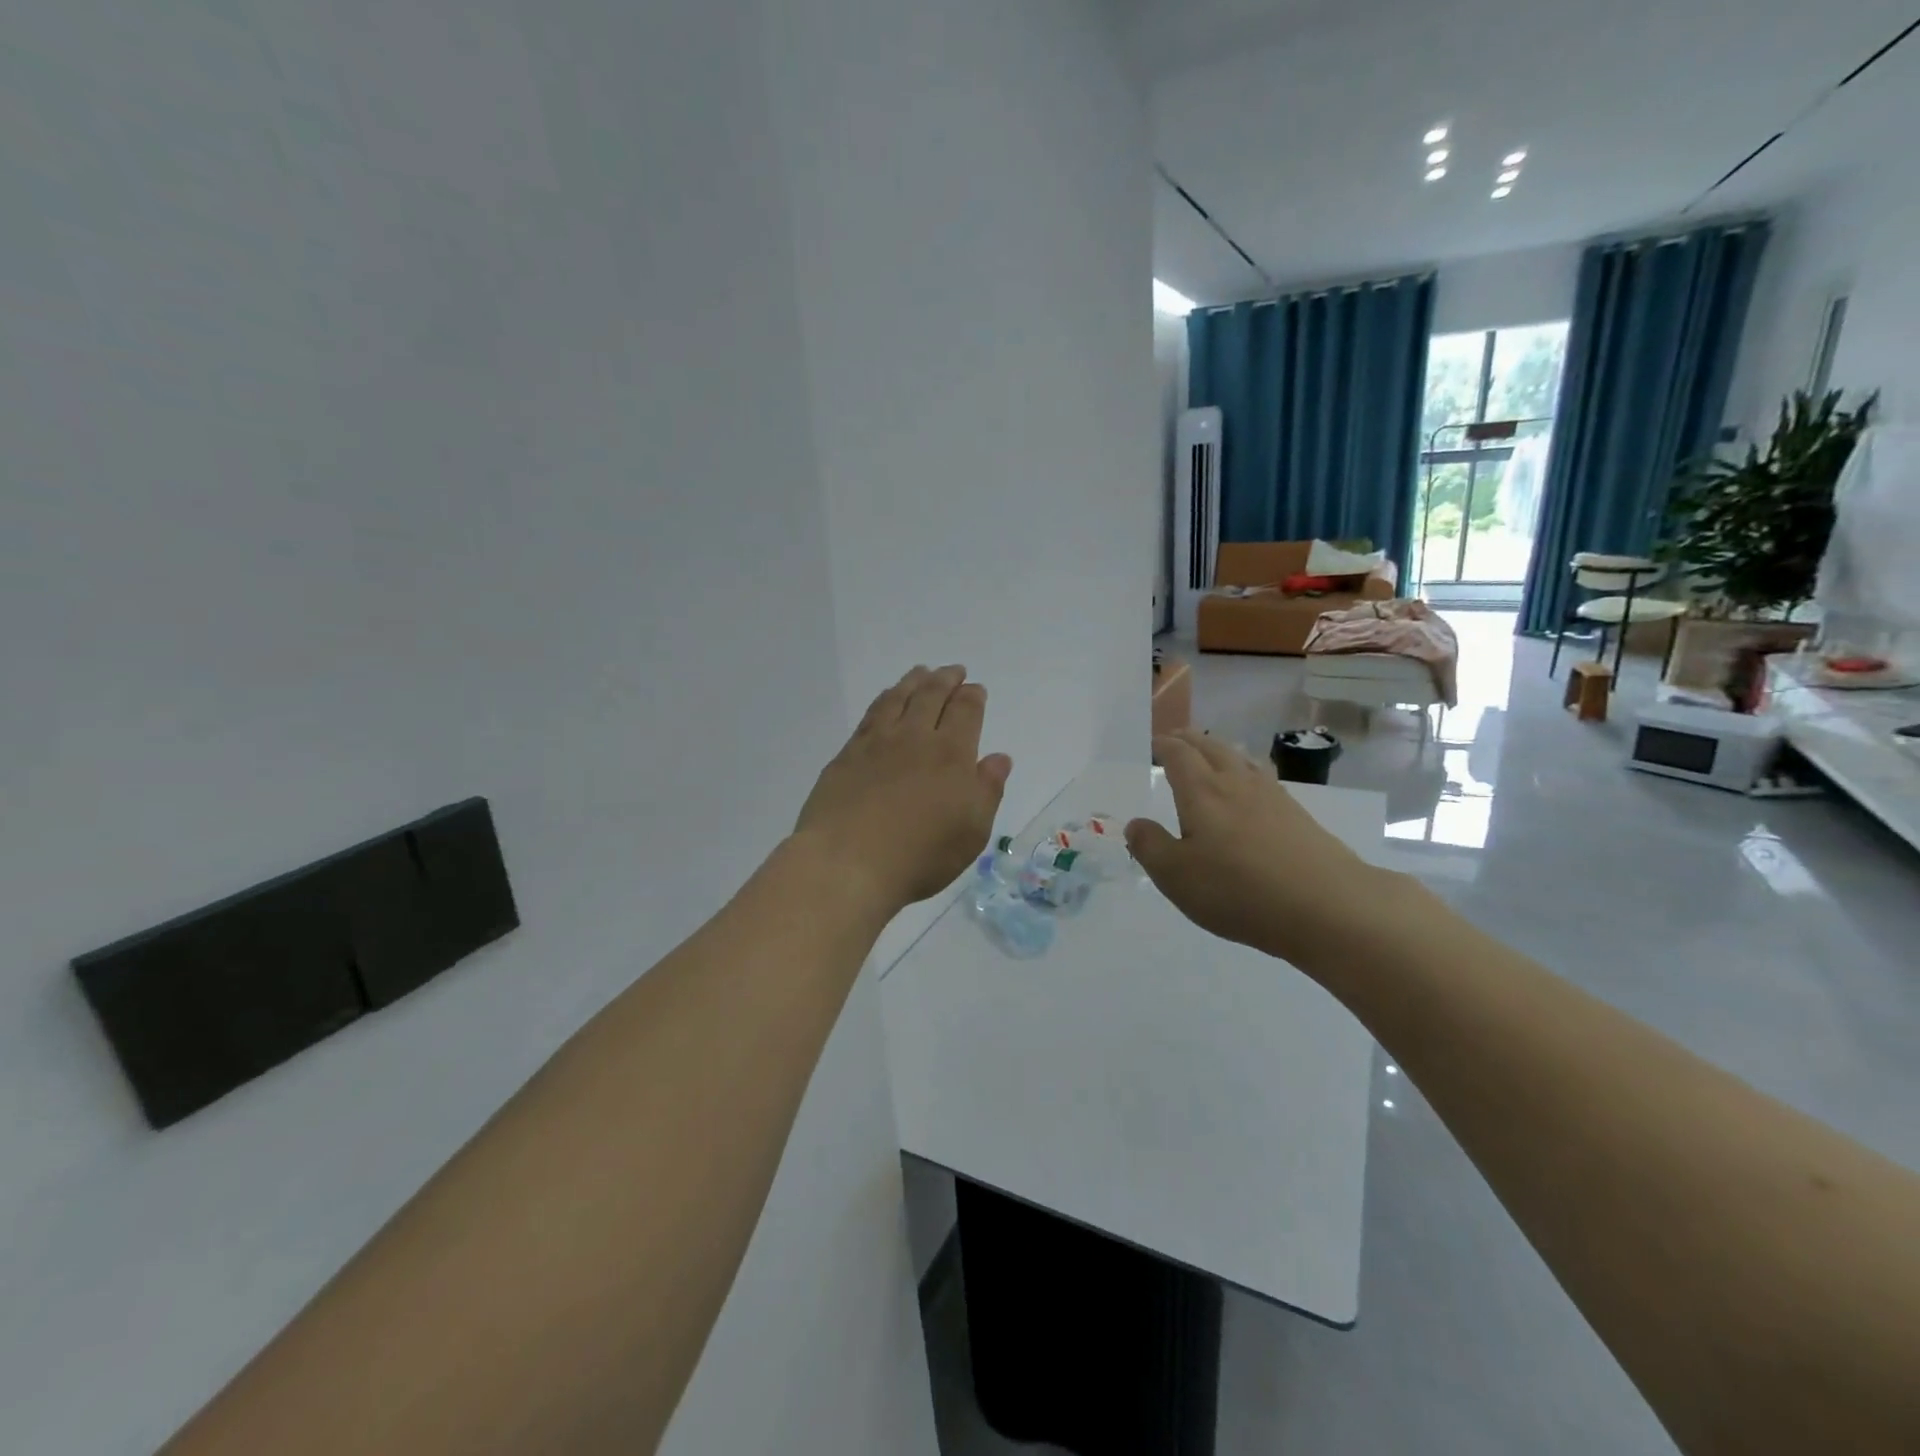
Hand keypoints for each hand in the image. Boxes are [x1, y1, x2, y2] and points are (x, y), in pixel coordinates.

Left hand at [793, 665, 1012, 914]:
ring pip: (898, 698)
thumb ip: (987, 789)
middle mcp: (914, 738)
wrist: (848, 863)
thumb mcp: (971, 831)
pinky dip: (884, 699)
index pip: (965, 711)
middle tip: (953, 671)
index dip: (972, 697)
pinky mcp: (847, 755)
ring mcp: (876, 743)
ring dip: (913, 682)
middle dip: (946, 679)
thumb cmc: (920, 855)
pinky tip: (885, 700)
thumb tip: (999, 757)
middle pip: (931, 696)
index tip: (975, 689)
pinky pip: (871, 714)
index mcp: (951, 754)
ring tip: (921, 673)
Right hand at [1125, 729, 1384, 962]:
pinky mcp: (1297, 814)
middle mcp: (1236, 783)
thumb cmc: (1238, 890)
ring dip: (1220, 749)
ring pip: (1240, 758)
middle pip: (1211, 748)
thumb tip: (1135, 824)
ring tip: (1211, 752)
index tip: (1153, 742)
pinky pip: (1262, 777)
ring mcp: (1271, 796)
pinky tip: (1251, 785)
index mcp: (1202, 792)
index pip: (1178, 755)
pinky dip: (1246, 769)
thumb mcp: (1176, 876)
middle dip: (1190, 739)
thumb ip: (1150, 846)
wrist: (1326, 905)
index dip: (1163, 745)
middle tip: (1176, 737)